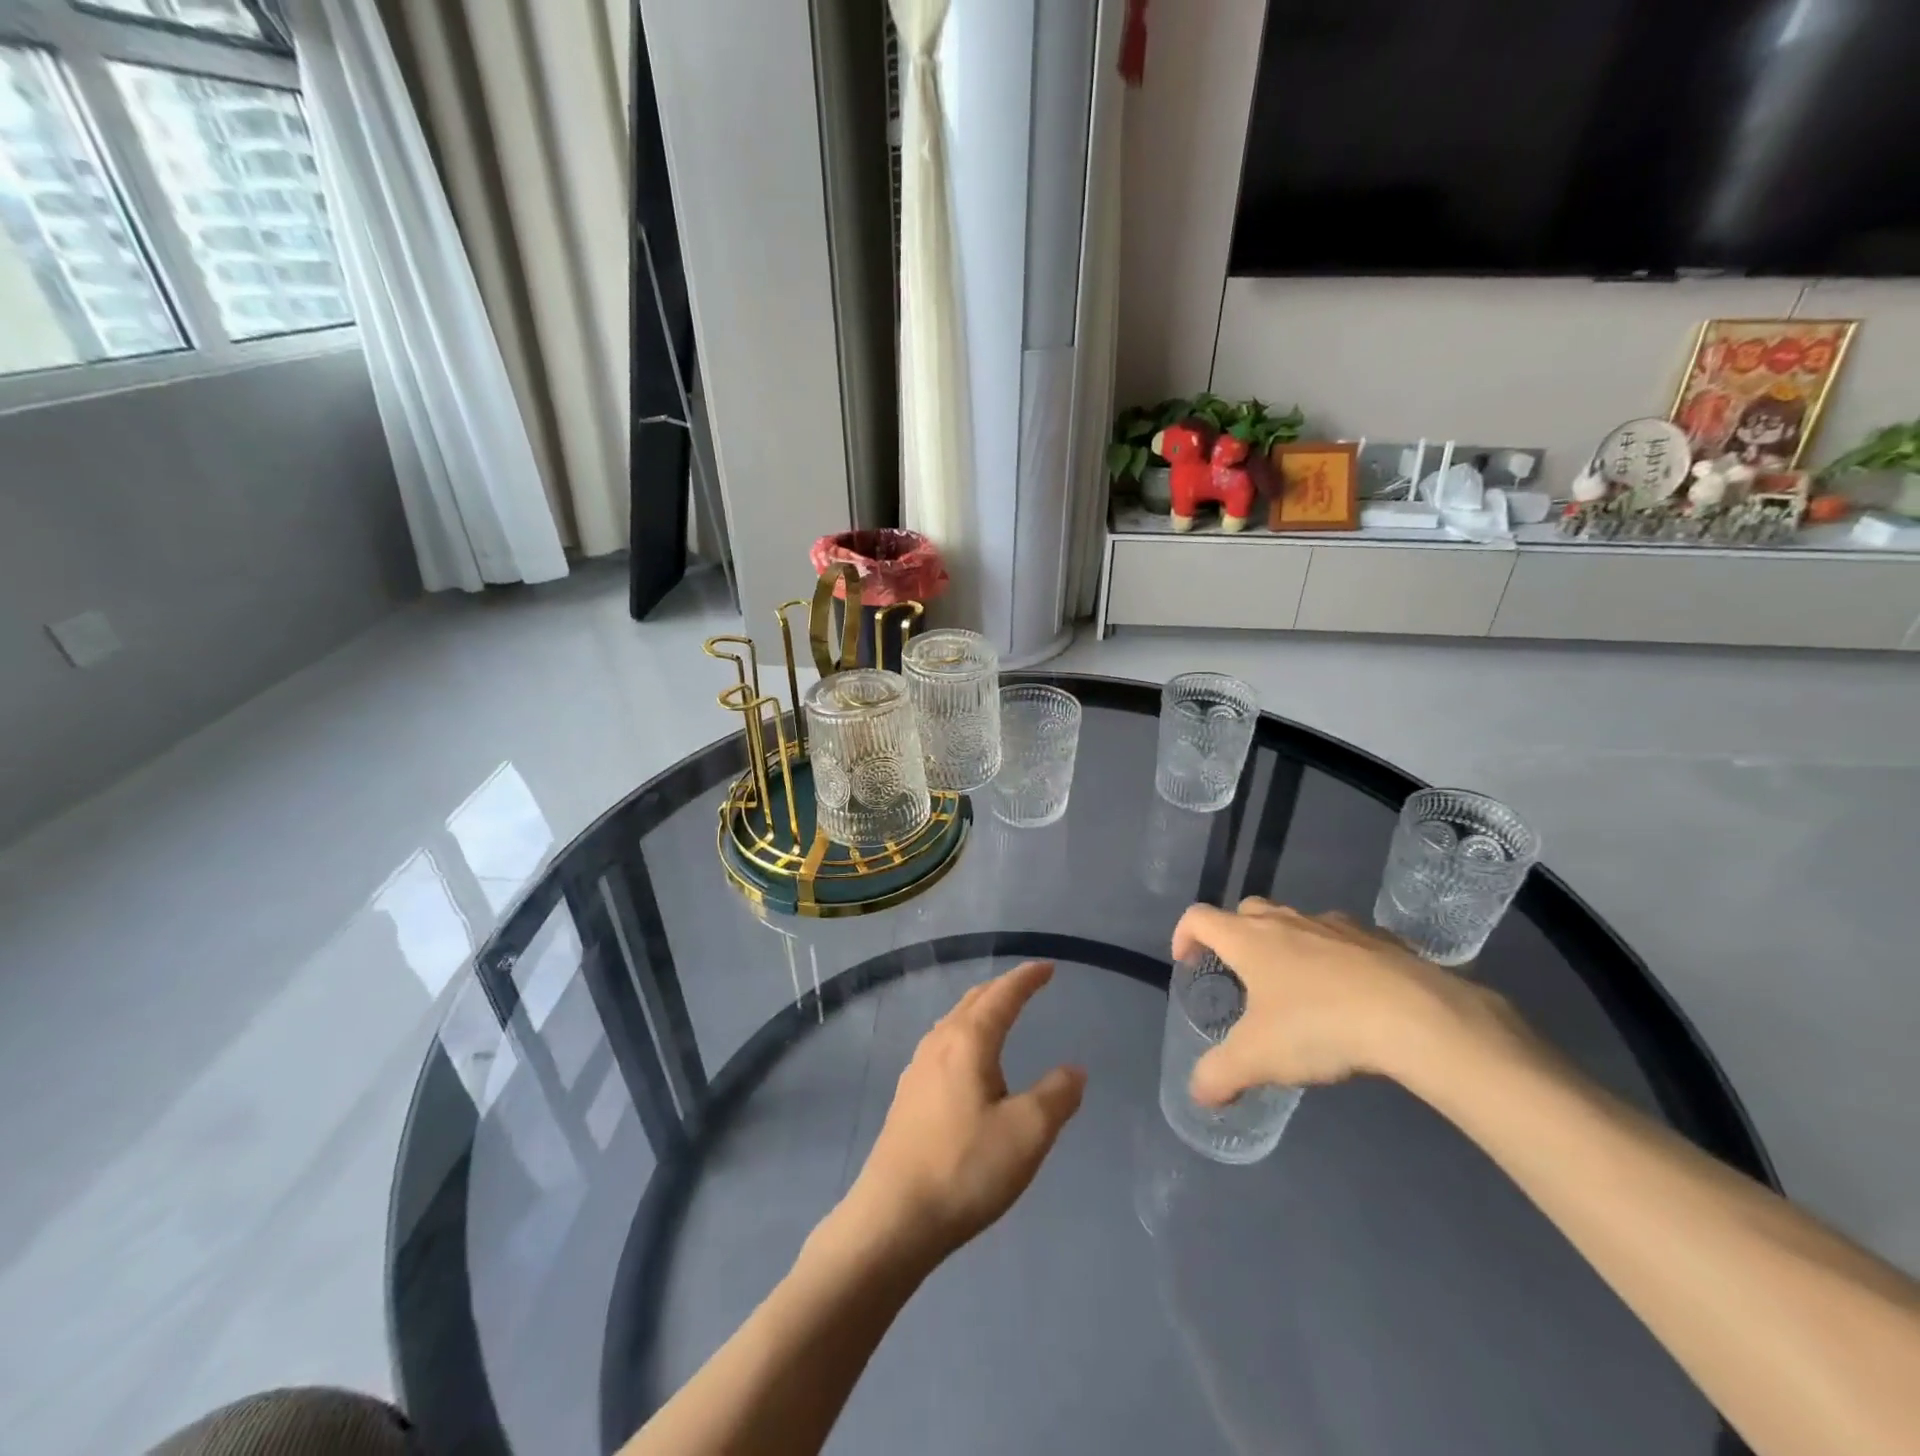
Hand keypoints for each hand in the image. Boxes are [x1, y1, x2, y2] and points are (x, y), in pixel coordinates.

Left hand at [841, 961, 1085, 1267]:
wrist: (894, 1217)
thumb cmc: (966, 1168)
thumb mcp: (1027, 1133)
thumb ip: (1056, 1096)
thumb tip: (1074, 1069)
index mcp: (968, 1041)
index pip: (1002, 996)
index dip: (1026, 979)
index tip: (1047, 967)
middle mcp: (938, 1044)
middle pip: (973, 1002)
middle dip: (1002, 989)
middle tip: (1027, 984)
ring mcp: (917, 1069)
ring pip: (953, 1023)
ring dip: (980, 1010)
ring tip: (999, 1015)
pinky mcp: (907, 1097)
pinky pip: (942, 1046)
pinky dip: (964, 1035)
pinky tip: (966, 1061)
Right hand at [1172, 899, 1504, 1105]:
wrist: (1416, 1017)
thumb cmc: (1320, 1026)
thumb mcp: (1259, 1059)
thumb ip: (1220, 1074)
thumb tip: (1198, 1093)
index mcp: (1249, 939)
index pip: (1199, 917)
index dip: (1184, 934)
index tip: (1186, 961)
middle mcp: (1287, 921)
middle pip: (1247, 911)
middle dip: (1235, 936)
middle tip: (1240, 974)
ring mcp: (1336, 926)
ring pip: (1297, 923)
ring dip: (1286, 945)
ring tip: (1296, 989)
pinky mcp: (1380, 940)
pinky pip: (1345, 941)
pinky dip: (1335, 958)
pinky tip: (1350, 995)